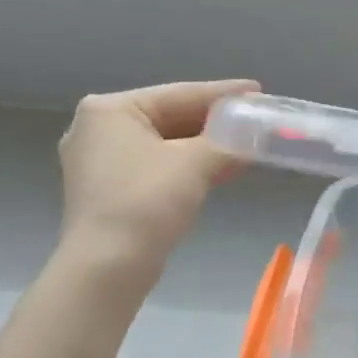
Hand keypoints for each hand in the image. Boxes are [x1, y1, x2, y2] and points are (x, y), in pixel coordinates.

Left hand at [57, 79, 258, 278]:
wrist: (109, 266)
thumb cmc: (146, 201)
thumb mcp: (195, 163)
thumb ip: (229, 140)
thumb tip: (258, 132)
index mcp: (110, 110)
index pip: (179, 94)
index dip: (223, 93)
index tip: (257, 91)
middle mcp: (99, 129)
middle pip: (171, 117)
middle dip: (216, 122)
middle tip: (255, 119)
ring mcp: (101, 161)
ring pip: (166, 143)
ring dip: (207, 146)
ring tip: (248, 144)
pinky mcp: (111, 189)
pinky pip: (158, 165)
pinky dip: (190, 166)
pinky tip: (224, 168)